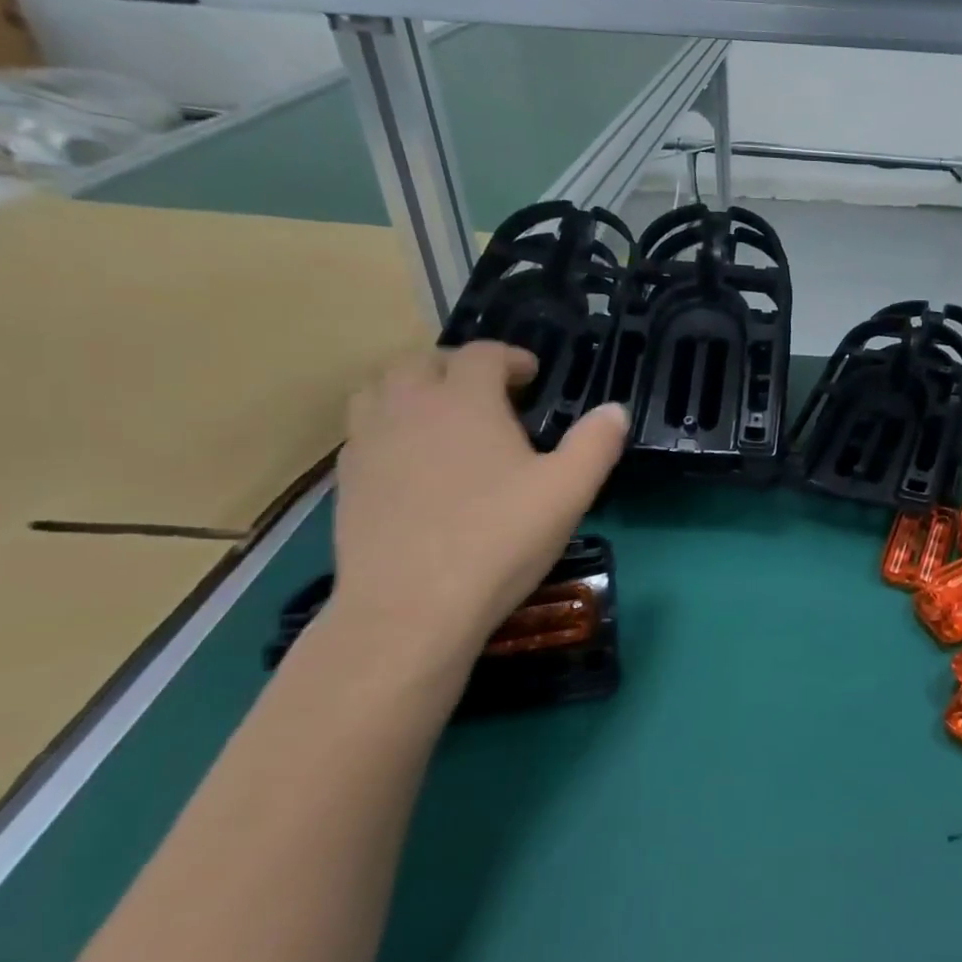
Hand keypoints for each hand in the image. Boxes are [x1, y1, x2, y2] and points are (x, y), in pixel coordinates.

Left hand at [330, 343, 628, 666]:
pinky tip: (412, 461)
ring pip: (380, 389)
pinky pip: (363, 430)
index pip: (482, 354)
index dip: (510, 357)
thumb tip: (615, 410)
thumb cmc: (498, 539)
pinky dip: (389, 426)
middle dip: (457, 367)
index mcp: (464, 400)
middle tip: (488, 393)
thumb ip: (596, 443)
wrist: (411, 608)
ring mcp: (369, 443)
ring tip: (441, 415)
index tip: (531, 376)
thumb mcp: (568, 491)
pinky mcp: (346, 481)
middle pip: (422, 361)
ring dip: (412, 389)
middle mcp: (409, 407)